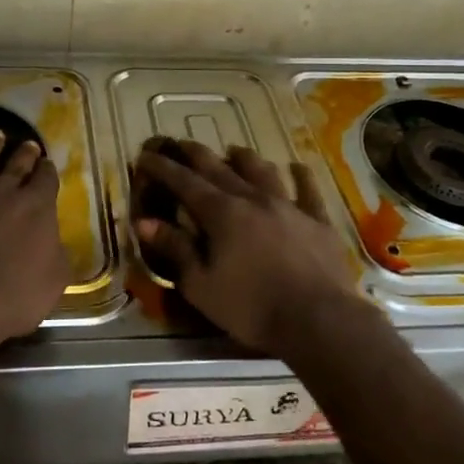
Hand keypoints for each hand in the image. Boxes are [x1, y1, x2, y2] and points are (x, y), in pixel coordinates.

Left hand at [0, 129, 68, 361]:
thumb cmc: (9, 299)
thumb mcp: (53, 283)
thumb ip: (57, 255)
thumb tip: (54, 243)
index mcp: (37, 207)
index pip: (47, 180)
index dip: (48, 172)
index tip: (47, 166)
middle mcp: (4, 190)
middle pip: (18, 164)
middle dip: (25, 153)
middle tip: (28, 145)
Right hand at [133, 141, 363, 357]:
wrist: (319, 319)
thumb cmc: (252, 307)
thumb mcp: (201, 285)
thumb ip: (175, 249)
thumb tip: (144, 222)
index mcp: (222, 214)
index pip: (185, 183)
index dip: (163, 168)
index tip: (146, 155)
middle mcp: (254, 199)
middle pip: (220, 169)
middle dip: (197, 154)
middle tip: (182, 143)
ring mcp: (289, 206)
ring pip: (263, 172)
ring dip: (245, 159)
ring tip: (235, 150)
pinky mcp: (318, 221)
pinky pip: (309, 191)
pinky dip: (301, 176)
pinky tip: (298, 167)